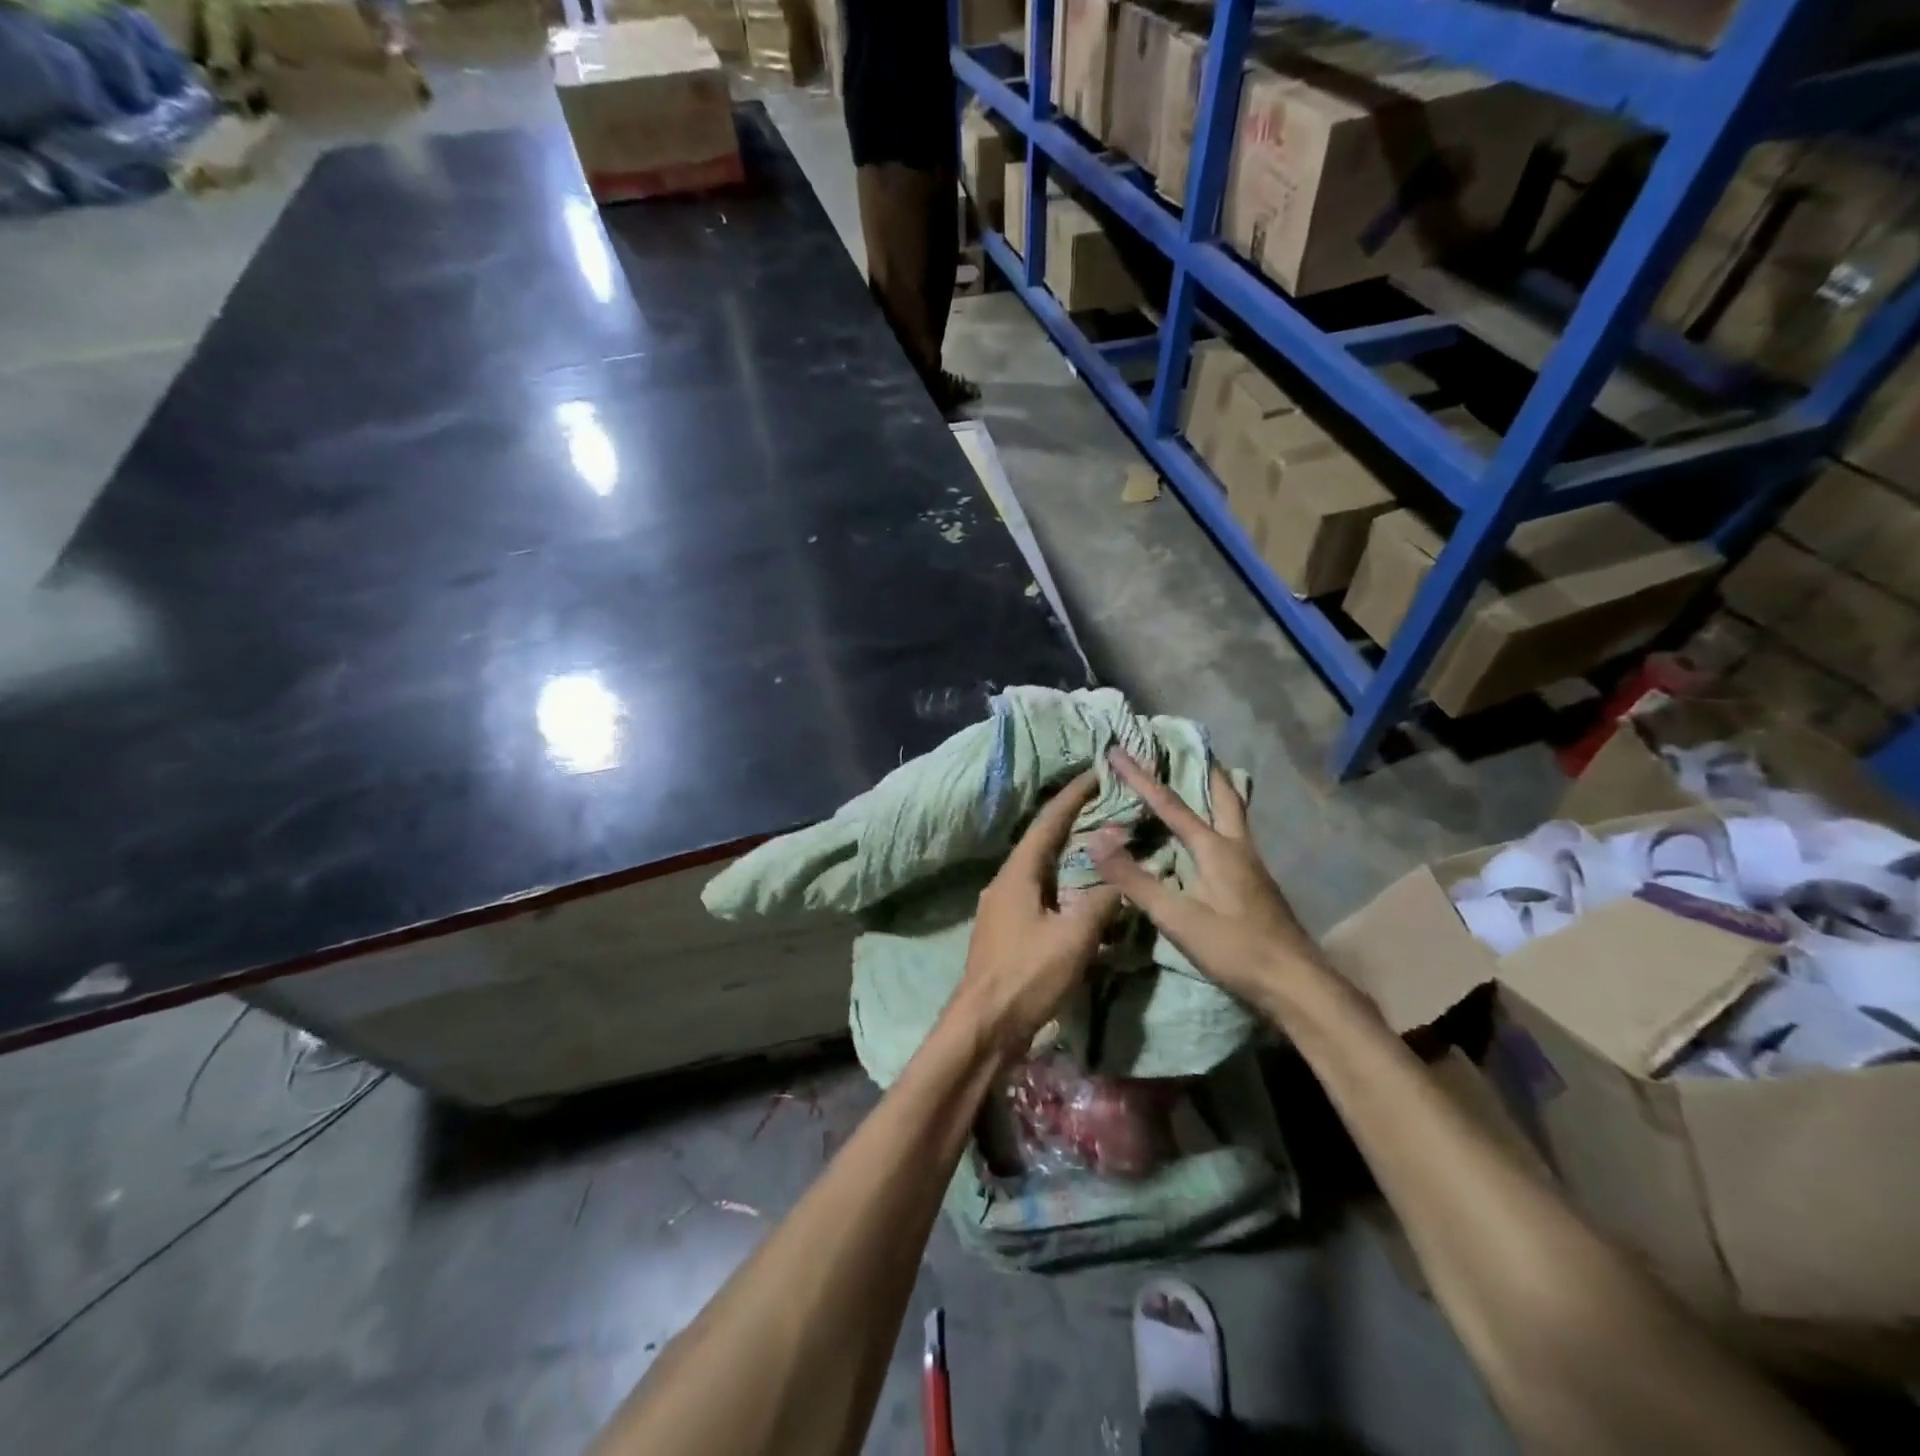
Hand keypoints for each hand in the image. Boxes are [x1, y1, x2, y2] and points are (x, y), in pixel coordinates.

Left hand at [949, 771, 1120, 1063]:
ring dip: (1068, 855)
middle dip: (1072, 822)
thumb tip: (1123, 874)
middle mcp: (1005, 881)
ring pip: (1040, 869)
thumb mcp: (1074, 938)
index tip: (1096, 773)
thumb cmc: (1027, 976)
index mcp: (1017, 873)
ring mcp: (1001, 906)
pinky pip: (1038, 893)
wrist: (983, 1026)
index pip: (1048, 822)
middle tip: (1105, 806)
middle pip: (1042, 841)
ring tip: (1099, 844)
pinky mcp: (1005, 930)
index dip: (1073, 796)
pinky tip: (1081, 893)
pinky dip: (1063, 883)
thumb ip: (1102, 901)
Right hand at [1087, 748, 1316, 1004]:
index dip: (1141, 777)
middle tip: (1188, 748)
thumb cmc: (1235, 948)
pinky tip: (1209, 837)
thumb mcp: (1177, 917)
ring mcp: (1252, 865)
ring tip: (1199, 780)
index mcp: (1215, 848)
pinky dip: (1219, 819)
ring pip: (1234, 814)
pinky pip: (1234, 835)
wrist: (1296, 983)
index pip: (1170, 804)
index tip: (1119, 750)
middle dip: (1204, 768)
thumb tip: (1095, 841)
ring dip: (1216, 791)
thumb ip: (1134, 879)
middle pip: (1224, 795)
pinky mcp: (1256, 884)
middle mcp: (1237, 846)